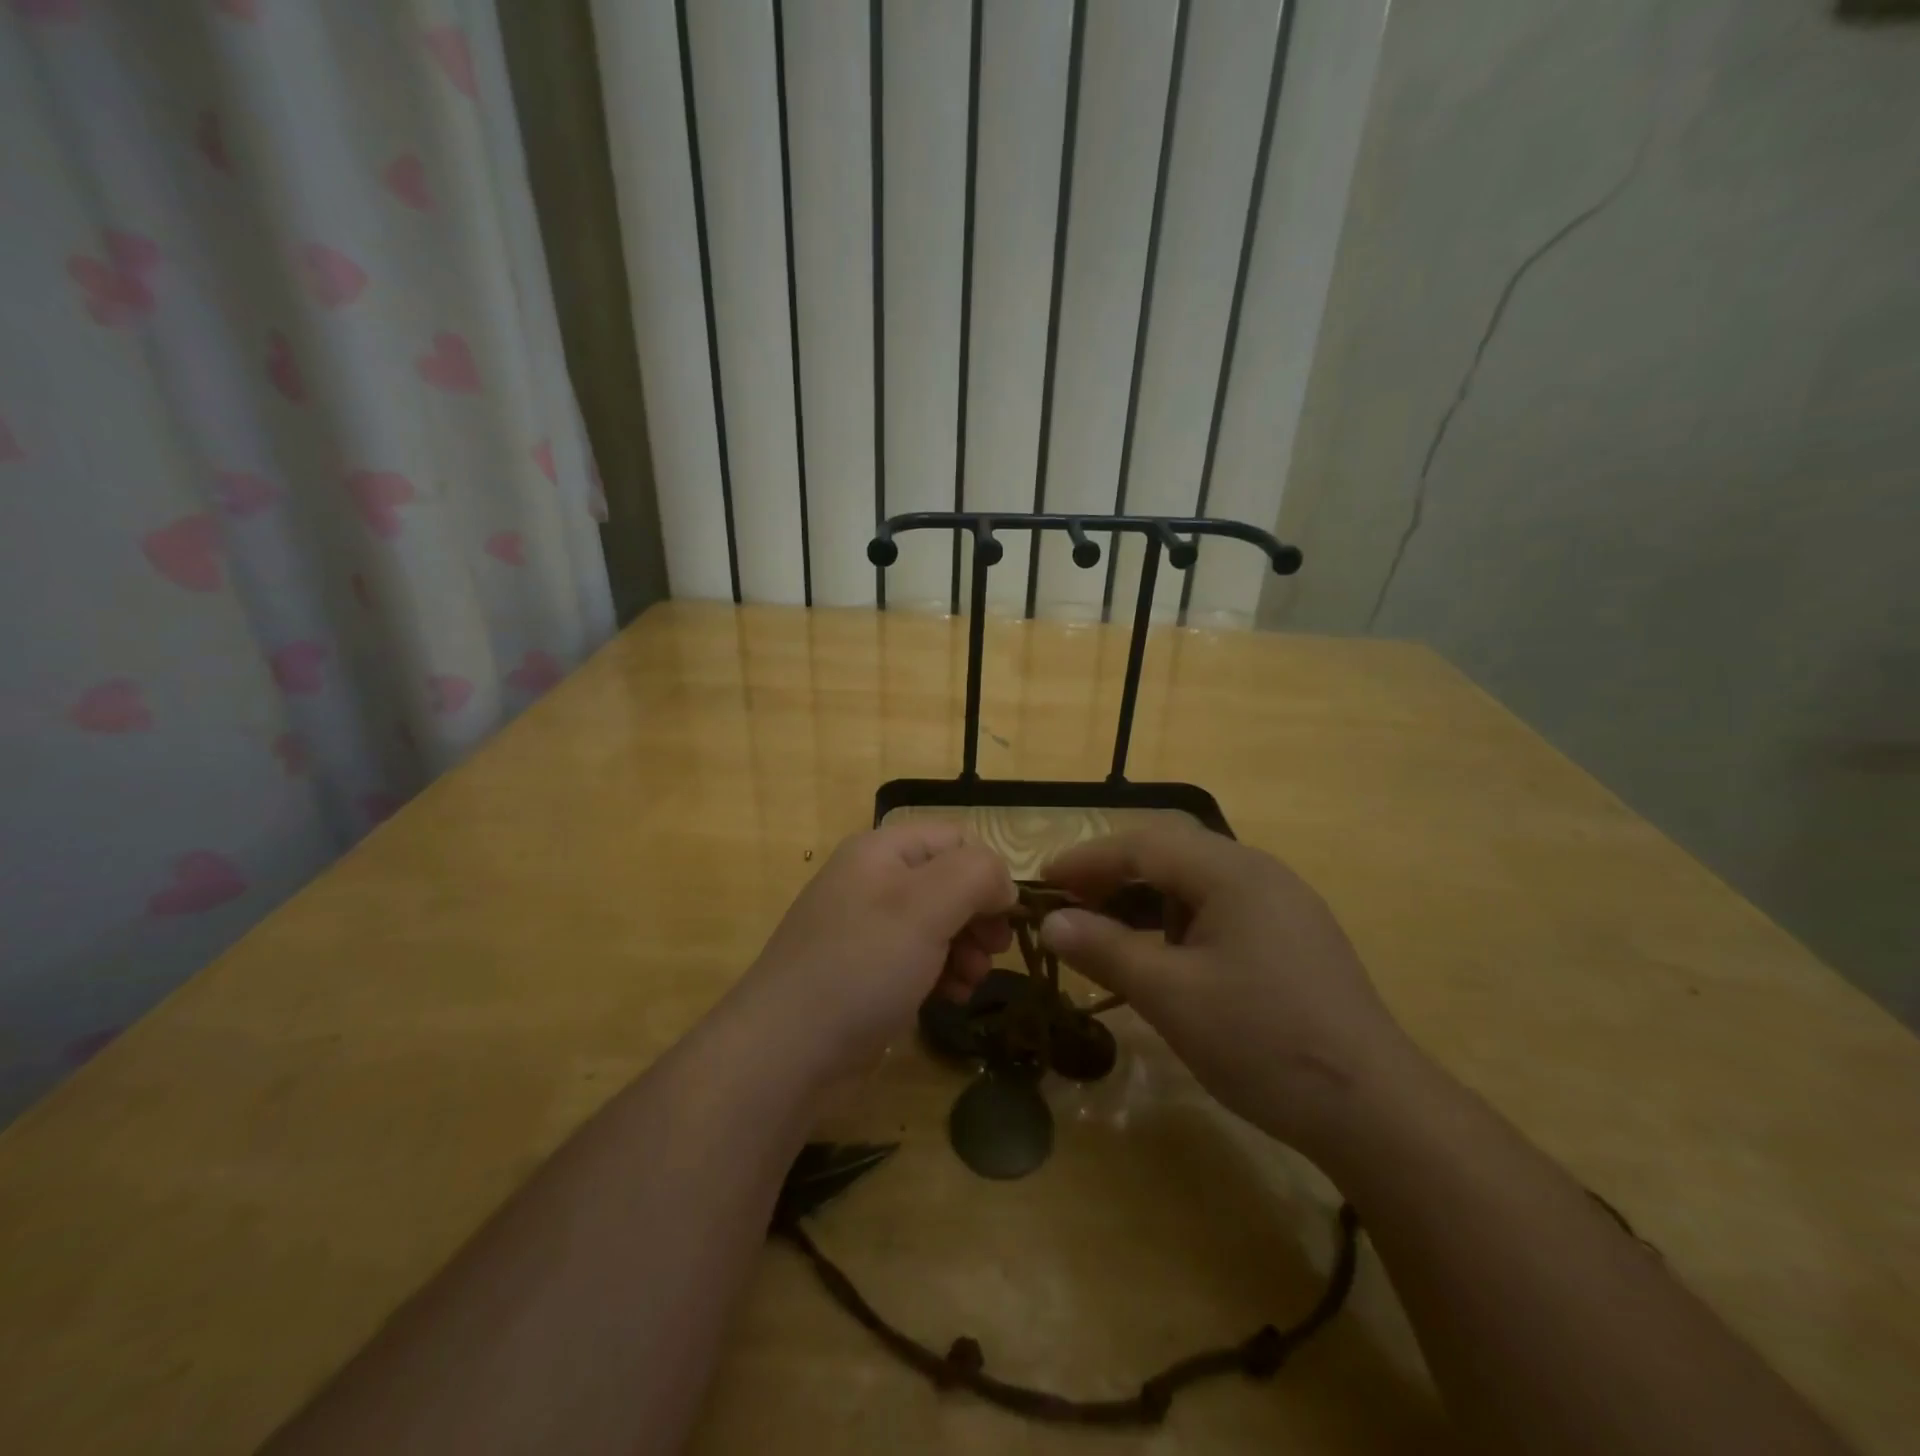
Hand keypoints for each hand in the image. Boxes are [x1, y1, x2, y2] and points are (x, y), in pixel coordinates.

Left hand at [732, 824, 1014, 1085]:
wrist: (786, 1052)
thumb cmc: (861, 966)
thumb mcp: (926, 906)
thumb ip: (976, 875)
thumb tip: (1003, 884)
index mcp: (882, 851)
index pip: (956, 840)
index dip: (988, 872)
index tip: (1005, 917)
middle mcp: (874, 881)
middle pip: (950, 882)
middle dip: (979, 916)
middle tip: (994, 952)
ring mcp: (868, 930)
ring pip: (939, 925)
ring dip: (966, 950)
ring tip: (971, 981)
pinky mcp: (867, 973)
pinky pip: (919, 960)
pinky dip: (943, 974)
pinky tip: (951, 998)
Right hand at [1040, 823, 1407, 1156]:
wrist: (1375, 1109)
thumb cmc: (1263, 1041)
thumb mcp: (1171, 996)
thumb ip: (1106, 950)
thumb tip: (1051, 923)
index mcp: (1232, 872)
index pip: (1143, 844)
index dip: (1086, 859)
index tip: (1043, 881)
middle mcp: (1259, 872)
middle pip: (1171, 853)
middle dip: (1115, 874)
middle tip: (1071, 904)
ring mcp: (1283, 904)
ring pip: (1197, 881)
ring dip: (1146, 898)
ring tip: (1109, 930)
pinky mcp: (1294, 937)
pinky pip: (1222, 908)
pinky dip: (1179, 921)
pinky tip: (1166, 956)